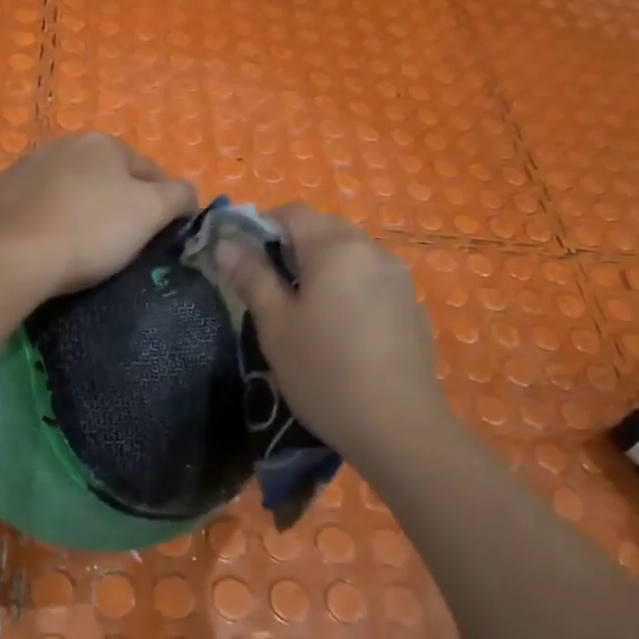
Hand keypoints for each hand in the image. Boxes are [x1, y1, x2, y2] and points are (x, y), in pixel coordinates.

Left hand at [0, 133, 197, 296]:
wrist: (14, 257)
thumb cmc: (92, 231)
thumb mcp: (151, 212)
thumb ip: (179, 196)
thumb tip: (188, 194)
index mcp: (102, 144)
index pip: (149, 171)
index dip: (163, 202)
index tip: (163, 233)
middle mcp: (61, 144)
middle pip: (105, 177)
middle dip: (117, 203)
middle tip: (122, 243)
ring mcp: (23, 168)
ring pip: (66, 189)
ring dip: (78, 208)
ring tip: (81, 245)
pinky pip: (31, 206)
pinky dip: (42, 219)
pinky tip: (44, 243)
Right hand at [213, 204, 449, 458]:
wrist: (398, 426)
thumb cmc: (324, 372)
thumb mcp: (275, 326)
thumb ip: (251, 276)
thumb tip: (226, 242)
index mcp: (335, 247)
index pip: (292, 212)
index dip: (260, 227)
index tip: (243, 261)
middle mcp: (372, 250)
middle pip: (324, 229)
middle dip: (292, 247)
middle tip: (270, 289)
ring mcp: (399, 277)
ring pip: (350, 254)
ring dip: (322, 267)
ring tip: (305, 311)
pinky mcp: (412, 305)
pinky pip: (371, 279)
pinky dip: (349, 288)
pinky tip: (342, 330)